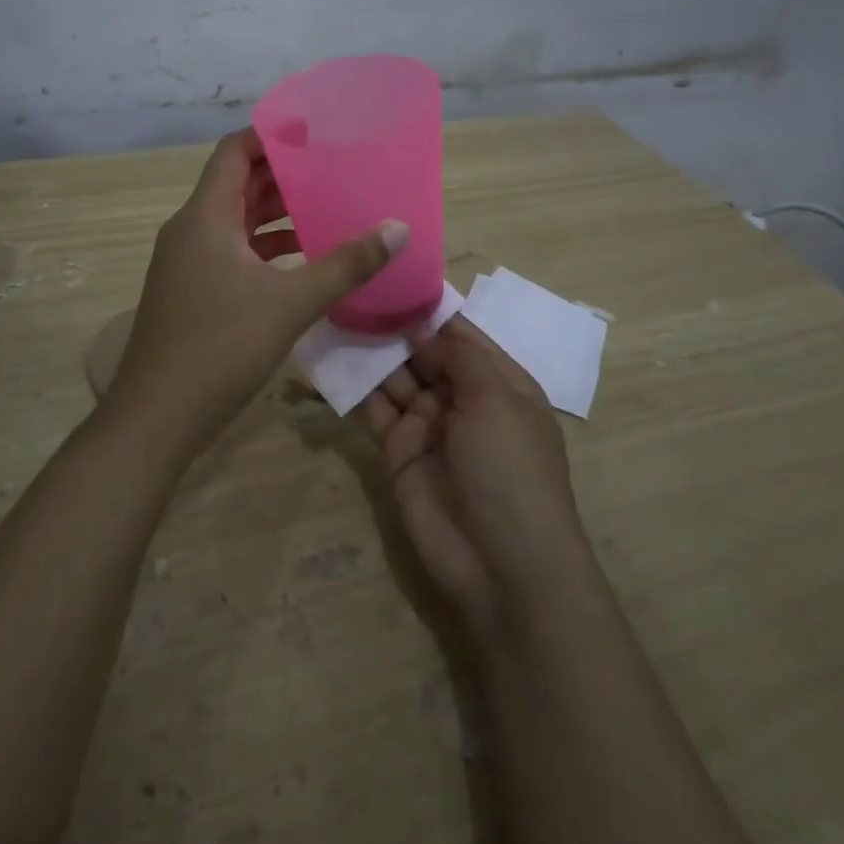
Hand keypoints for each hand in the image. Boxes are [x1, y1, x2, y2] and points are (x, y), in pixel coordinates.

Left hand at [108, 129, 406, 448]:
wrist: (157, 416)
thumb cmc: (220, 347)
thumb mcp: (290, 303)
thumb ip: (345, 265)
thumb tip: (397, 229)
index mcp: (205, 216)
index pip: (234, 151)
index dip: (271, 135)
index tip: (315, 132)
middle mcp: (190, 230)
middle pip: (237, 183)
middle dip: (282, 174)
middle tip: (332, 168)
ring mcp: (187, 262)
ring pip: (235, 220)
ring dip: (275, 213)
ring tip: (325, 207)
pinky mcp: (191, 290)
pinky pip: (231, 251)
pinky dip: (264, 247)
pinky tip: (301, 259)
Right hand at [360, 315, 594, 639]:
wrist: (502, 566)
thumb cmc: (511, 470)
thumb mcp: (496, 399)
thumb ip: (458, 355)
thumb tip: (421, 326)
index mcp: (499, 382)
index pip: (461, 333)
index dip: (429, 308)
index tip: (391, 277)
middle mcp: (463, 398)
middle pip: (423, 352)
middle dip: (393, 326)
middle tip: (352, 292)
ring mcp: (429, 426)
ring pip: (395, 378)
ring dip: (371, 353)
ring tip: (336, 315)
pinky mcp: (398, 452)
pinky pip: (375, 411)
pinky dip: (356, 388)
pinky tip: (332, 359)